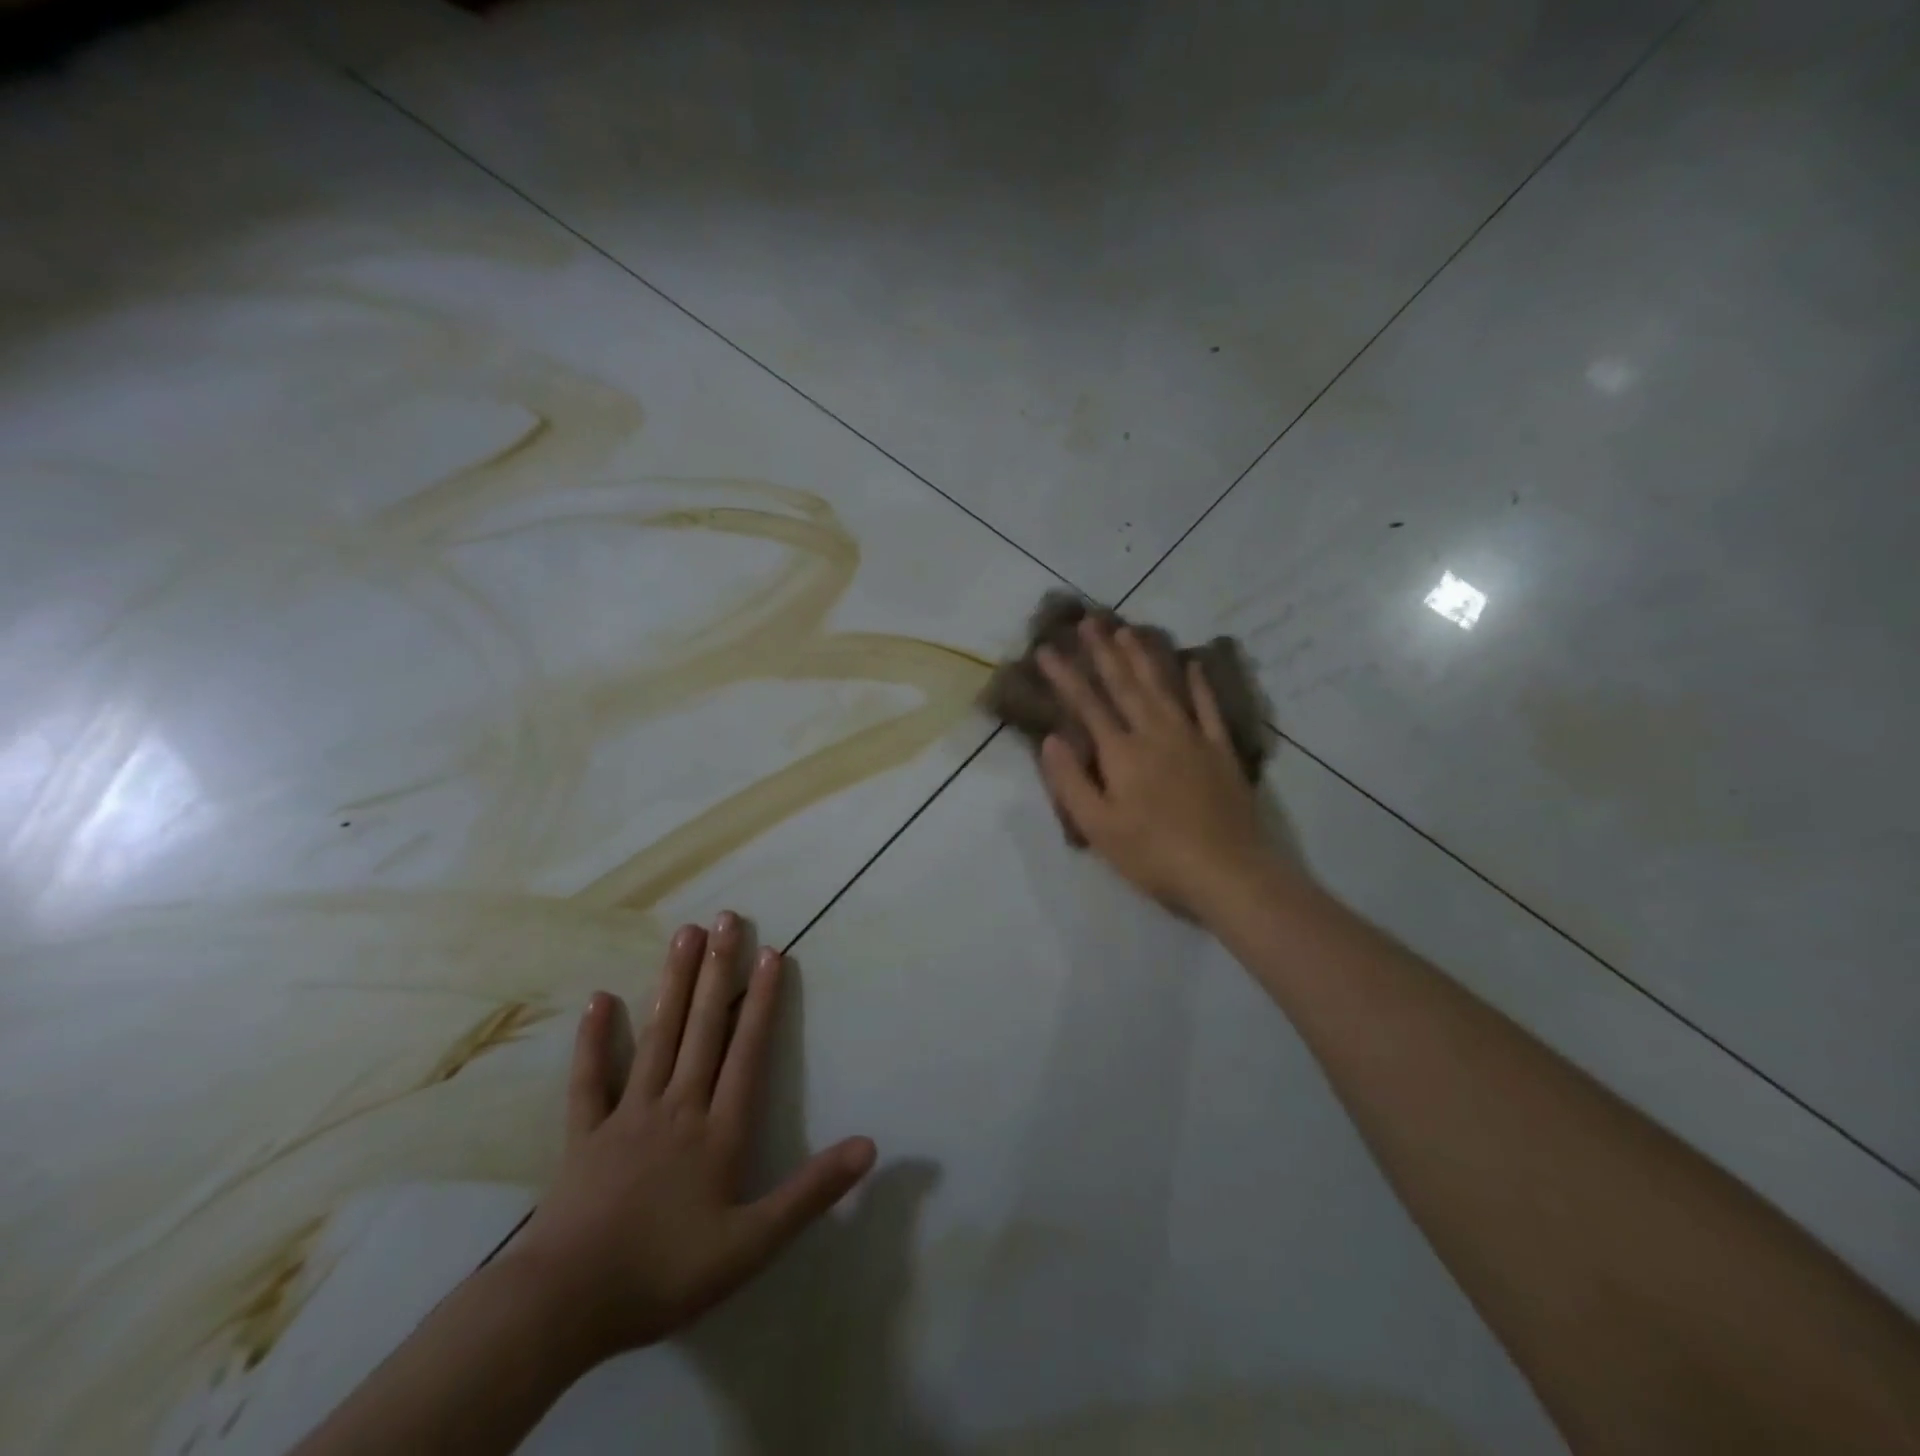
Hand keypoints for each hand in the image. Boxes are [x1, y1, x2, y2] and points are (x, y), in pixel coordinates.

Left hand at [503, 912, 875, 1364]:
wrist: (563, 1307)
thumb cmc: (664, 1274)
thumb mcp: (752, 1245)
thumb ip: (811, 1192)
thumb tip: (869, 1146)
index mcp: (718, 1129)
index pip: (748, 1051)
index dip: (762, 1000)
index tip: (772, 953)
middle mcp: (677, 1105)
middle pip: (703, 1027)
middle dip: (719, 971)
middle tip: (727, 918)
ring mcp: (628, 1114)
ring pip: (657, 1036)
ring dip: (673, 983)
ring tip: (684, 934)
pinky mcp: (585, 1134)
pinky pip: (590, 1078)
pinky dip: (594, 1039)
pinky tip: (600, 999)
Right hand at [1038, 616, 1280, 917]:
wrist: (1227, 871)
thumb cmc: (1153, 855)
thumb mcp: (1098, 827)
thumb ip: (1071, 781)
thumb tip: (1052, 739)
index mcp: (1121, 753)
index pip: (1087, 705)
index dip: (1065, 676)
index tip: (1046, 650)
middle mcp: (1155, 733)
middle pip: (1125, 685)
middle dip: (1104, 651)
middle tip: (1090, 620)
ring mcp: (1192, 738)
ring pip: (1163, 687)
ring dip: (1144, 657)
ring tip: (1129, 630)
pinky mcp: (1220, 750)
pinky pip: (1207, 708)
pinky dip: (1198, 684)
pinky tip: (1192, 664)